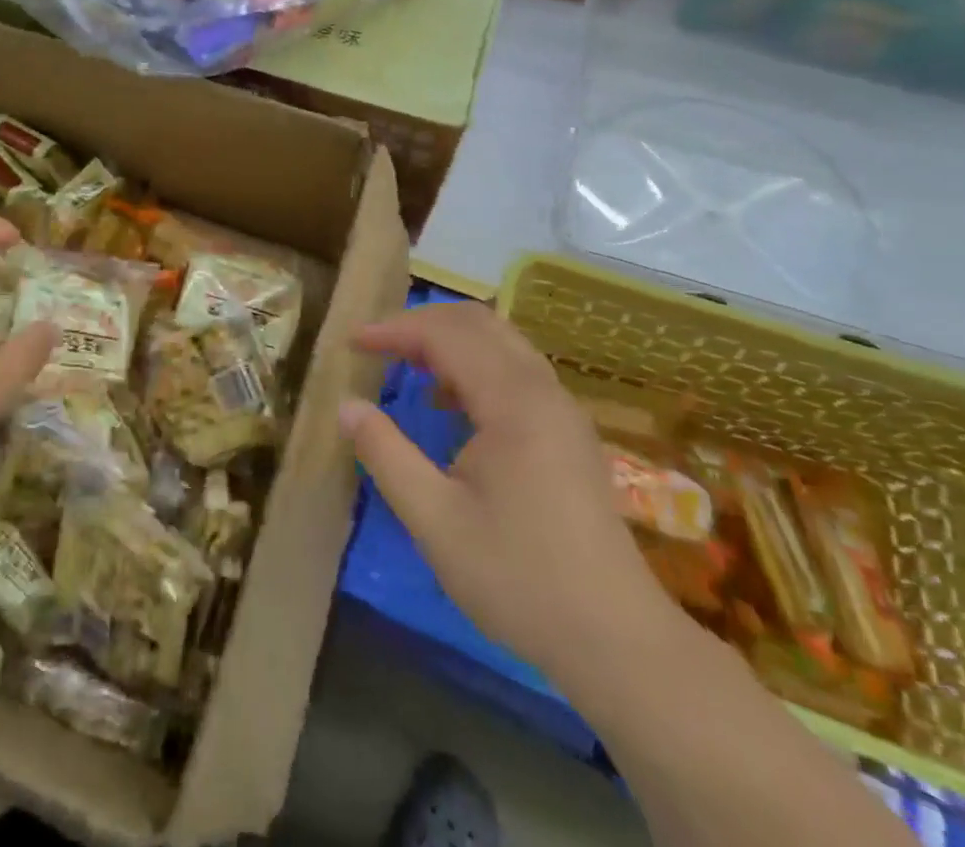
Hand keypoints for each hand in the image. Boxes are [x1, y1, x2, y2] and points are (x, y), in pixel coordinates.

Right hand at [340, 303, 677, 678]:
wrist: (617, 641)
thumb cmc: (519, 578)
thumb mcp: (434, 520)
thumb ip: (385, 454)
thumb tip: (347, 406)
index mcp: (513, 402)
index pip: (445, 335)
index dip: (394, 330)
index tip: (352, 343)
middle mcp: (542, 390)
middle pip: (477, 323)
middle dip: (421, 325)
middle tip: (378, 347)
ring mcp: (562, 409)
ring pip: (501, 341)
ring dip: (449, 341)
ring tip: (406, 367)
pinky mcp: (569, 431)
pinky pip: (516, 369)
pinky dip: (475, 364)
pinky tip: (451, 404)